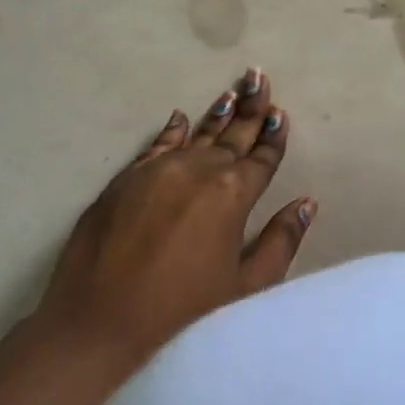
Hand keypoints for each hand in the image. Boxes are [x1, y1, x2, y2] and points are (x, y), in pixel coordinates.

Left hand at [34, 68, 316, 372]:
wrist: (98, 325)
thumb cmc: (183, 312)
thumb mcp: (245, 286)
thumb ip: (281, 241)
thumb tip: (307, 204)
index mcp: (233, 195)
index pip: (261, 158)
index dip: (273, 136)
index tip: (280, 113)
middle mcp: (198, 171)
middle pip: (232, 136)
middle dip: (250, 109)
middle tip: (259, 78)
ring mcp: (158, 171)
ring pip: (197, 135)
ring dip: (217, 115)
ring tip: (233, 91)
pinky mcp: (125, 181)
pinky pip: (156, 146)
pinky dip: (172, 131)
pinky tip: (181, 118)